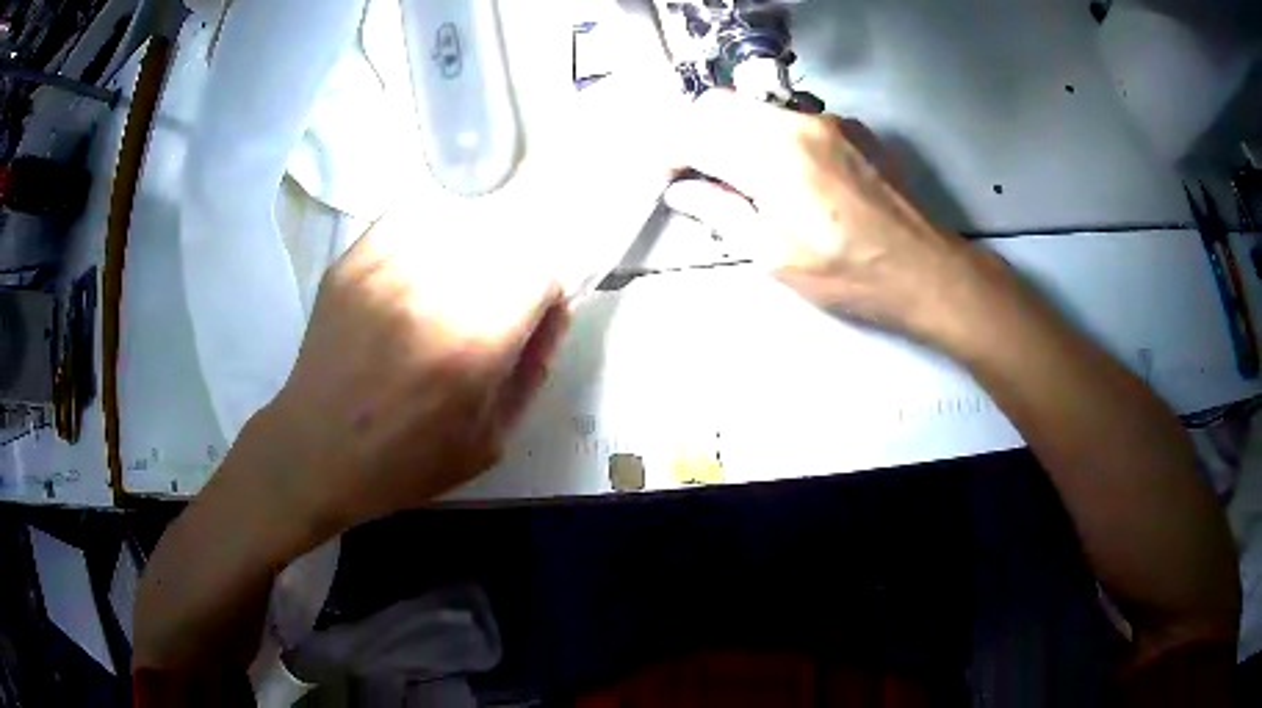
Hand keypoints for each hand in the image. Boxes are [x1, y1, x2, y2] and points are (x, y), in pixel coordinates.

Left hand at [235, 212, 568, 539]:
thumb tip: (553, 317)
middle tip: (490, 316)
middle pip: (504, 242)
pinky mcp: (354, 258)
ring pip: (461, 224)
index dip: (545, 299)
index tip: (529, 325)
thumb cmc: (405, 461)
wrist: (315, 450)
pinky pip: (413, 218)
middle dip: (511, 278)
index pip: (540, 272)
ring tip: (452, 293)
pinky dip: (431, 236)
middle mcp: (432, 288)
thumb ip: (532, 372)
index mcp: (473, 341)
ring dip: (473, 254)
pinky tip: (419, 272)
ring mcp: (386, 265)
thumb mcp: (490, 440)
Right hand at [665, 90, 985, 342]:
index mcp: (772, 157)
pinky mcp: (850, 127)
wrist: (923, 269)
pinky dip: (771, 134)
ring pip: (755, 107)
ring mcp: (827, 120)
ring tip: (741, 178)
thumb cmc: (849, 274)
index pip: (694, 133)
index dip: (667, 153)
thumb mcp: (775, 257)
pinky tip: (786, 172)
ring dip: (733, 133)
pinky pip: (792, 116)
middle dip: (695, 133)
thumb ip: (721, 213)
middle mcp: (796, 123)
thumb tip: (683, 191)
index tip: (665, 178)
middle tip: (696, 175)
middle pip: (719, 105)